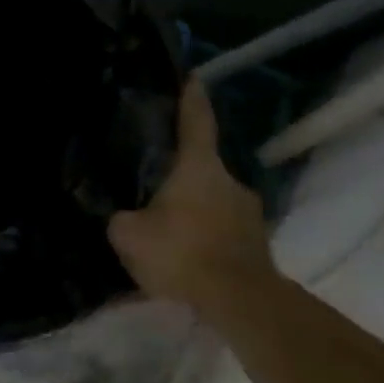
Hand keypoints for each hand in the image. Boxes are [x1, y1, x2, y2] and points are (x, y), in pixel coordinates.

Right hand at [109, 79, 273, 310]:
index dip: (191, 99)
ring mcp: (251, 215)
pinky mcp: (259, 246)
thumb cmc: (183, 253)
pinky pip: (223, 231)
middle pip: (202, 167)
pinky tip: (187, 255)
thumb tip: (127, 216)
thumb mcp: (128, 234)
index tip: (193, 77)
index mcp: (199, 168)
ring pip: (213, 202)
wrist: (243, 305)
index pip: (196, 122)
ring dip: (194, 209)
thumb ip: (124, 217)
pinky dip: (206, 236)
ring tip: (168, 227)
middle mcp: (231, 182)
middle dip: (181, 174)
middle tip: (154, 184)